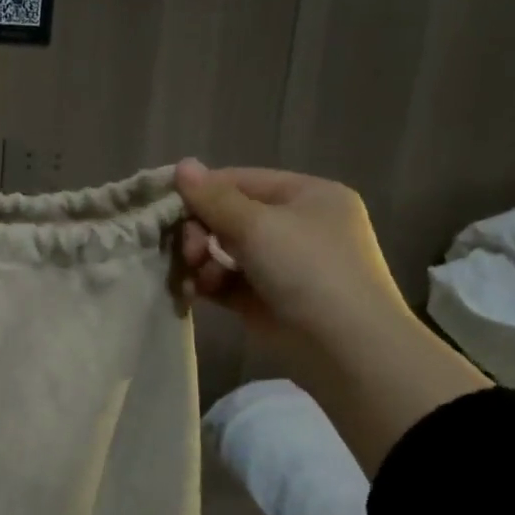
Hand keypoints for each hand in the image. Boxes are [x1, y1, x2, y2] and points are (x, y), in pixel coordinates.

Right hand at [175, 161, 411, 364]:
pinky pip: (226, 280)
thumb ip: (213, 197)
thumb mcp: (258, 225)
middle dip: (201, 232)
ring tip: (196, 278)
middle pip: (229, 216)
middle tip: (190, 252)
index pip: (241, 181)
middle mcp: (296, 225)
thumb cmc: (308, 270)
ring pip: (223, 249)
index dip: (203, 192)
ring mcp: (282, 264)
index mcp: (307, 195)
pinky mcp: (266, 298)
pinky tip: (195, 292)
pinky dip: (208, 283)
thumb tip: (181, 165)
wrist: (346, 349)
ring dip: (202, 260)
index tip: (168, 207)